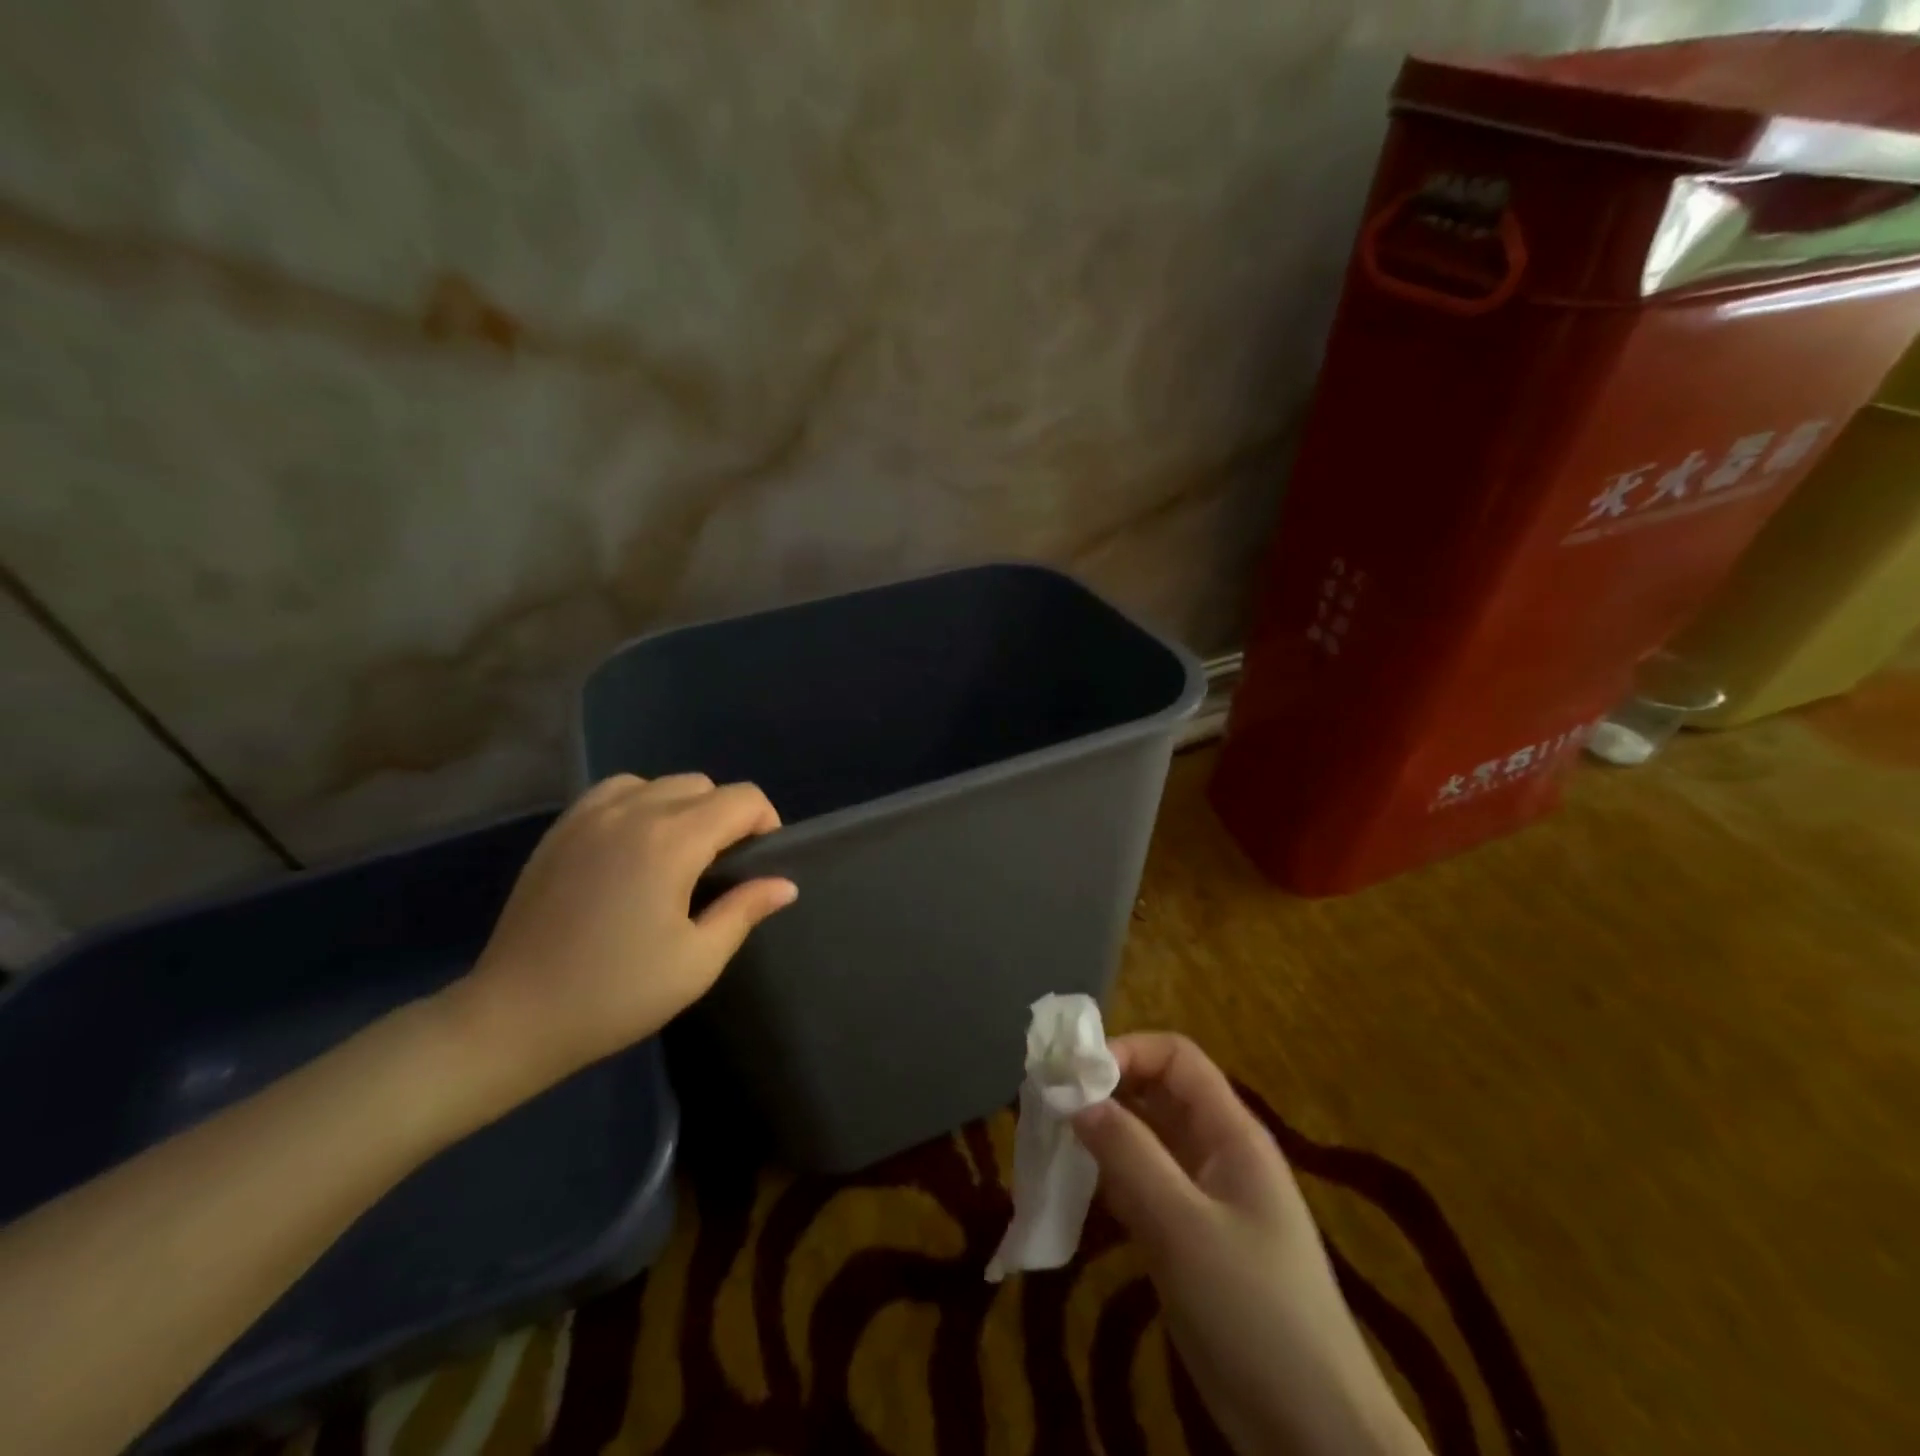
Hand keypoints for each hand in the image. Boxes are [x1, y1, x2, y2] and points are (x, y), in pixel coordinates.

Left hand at [441, 774, 796, 1103]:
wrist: (514, 1017)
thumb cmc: (616, 994)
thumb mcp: (697, 961)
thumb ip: (745, 910)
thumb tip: (785, 884)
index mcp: (672, 841)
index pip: (742, 799)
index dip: (766, 823)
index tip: (759, 864)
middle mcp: (633, 812)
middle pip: (703, 785)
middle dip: (727, 816)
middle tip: (722, 868)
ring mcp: (590, 815)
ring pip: (659, 783)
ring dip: (684, 807)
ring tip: (678, 855)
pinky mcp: (560, 829)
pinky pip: (616, 791)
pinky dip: (641, 803)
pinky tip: (635, 846)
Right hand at [1072, 1034, 1428, 1455]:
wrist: (1312, 1434)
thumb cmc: (1253, 1310)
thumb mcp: (1184, 1226)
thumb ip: (1129, 1154)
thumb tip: (1076, 1098)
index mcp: (1231, 1133)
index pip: (1176, 1058)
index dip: (1127, 1052)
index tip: (1075, 1076)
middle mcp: (1217, 1153)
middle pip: (1157, 1094)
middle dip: (1105, 1092)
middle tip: (1051, 1107)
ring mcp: (1203, 1198)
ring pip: (1145, 1141)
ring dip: (1102, 1136)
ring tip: (1051, 1144)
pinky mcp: (1189, 1239)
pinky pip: (1143, 1187)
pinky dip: (1109, 1180)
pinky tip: (1076, 1191)